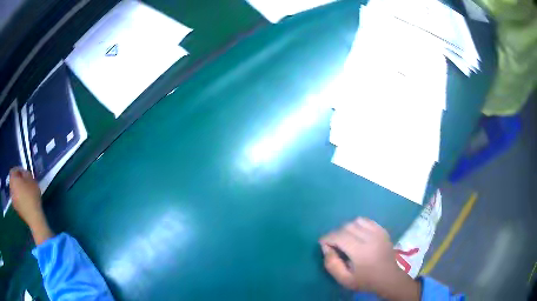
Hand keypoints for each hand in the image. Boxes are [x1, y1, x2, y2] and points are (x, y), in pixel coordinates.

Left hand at [9, 167, 42, 226]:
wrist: (34, 217)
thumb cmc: (32, 196)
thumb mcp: (31, 179)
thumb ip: (25, 173)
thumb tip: (23, 174)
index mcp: (13, 179)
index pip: (13, 170)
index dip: (18, 170)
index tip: (24, 173)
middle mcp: (10, 188)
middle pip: (13, 181)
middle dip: (17, 181)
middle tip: (24, 183)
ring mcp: (12, 200)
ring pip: (14, 191)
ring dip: (18, 190)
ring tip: (25, 193)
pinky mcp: (16, 209)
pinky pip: (16, 200)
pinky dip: (19, 199)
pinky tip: (25, 202)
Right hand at [320, 218, 419, 299]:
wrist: (388, 278)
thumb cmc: (365, 281)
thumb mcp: (344, 279)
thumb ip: (332, 265)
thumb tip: (326, 248)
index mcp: (360, 251)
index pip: (339, 236)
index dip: (328, 238)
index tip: (323, 244)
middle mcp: (370, 237)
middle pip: (347, 227)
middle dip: (336, 234)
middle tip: (334, 245)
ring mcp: (378, 232)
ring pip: (356, 221)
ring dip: (347, 228)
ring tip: (346, 239)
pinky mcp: (383, 230)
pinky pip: (367, 221)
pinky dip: (359, 225)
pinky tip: (358, 235)